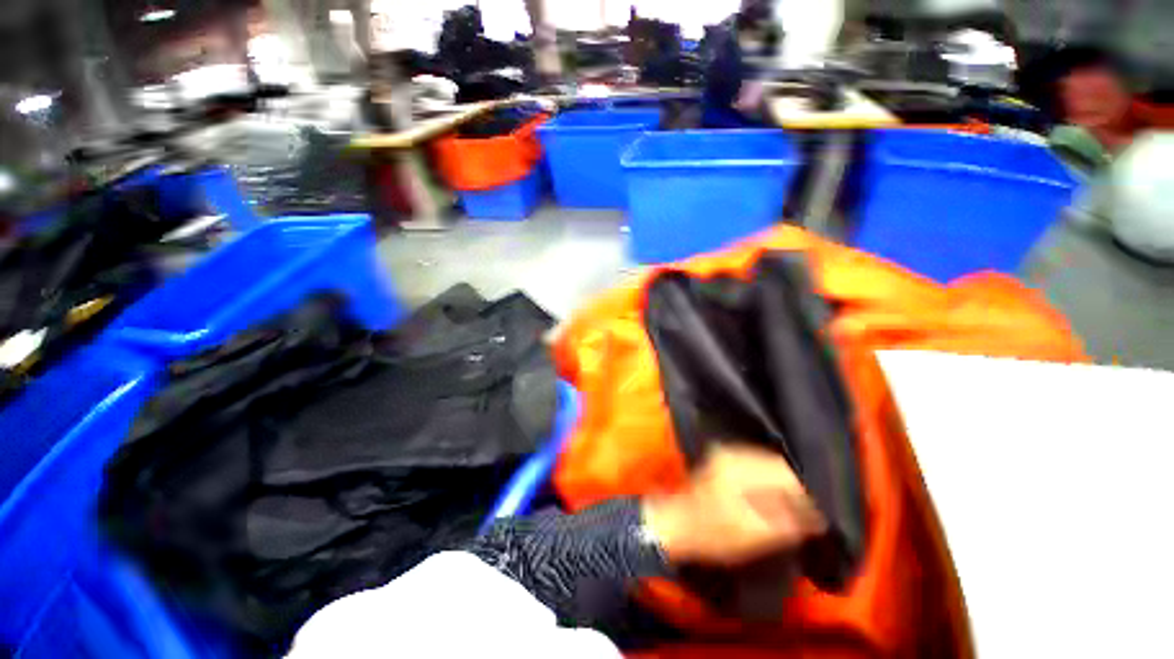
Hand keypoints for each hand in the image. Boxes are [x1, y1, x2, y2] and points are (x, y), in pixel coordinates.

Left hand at [642, 444, 825, 566]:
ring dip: (780, 484)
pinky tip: (770, 498)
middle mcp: (731, 454)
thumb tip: (815, 517)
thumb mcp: (752, 534)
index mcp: (738, 467)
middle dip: (792, 487)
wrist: (676, 525)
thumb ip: (786, 523)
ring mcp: (724, 455)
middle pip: (774, 464)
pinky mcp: (721, 462)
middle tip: (804, 512)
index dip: (803, 493)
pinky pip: (753, 465)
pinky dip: (766, 481)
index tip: (815, 514)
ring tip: (790, 508)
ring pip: (765, 463)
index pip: (783, 471)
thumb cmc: (712, 533)